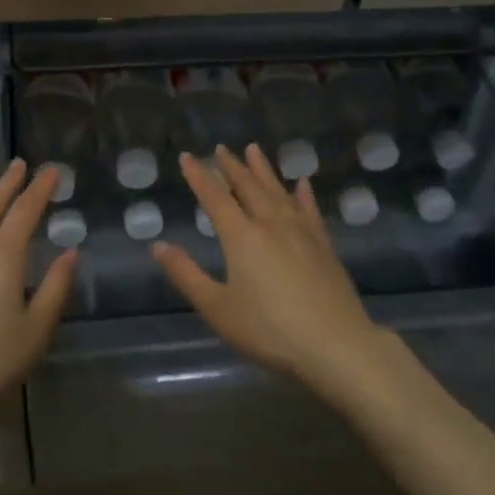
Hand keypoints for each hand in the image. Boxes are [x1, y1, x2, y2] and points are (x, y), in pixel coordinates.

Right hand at [153, 145, 379, 393]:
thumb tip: (158, 245)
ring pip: (278, 191)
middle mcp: (270, 224)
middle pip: (248, 187)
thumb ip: (186, 274)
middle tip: (221, 148)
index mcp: (241, 237)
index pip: (215, 197)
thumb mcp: (217, 308)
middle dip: (231, 167)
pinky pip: (310, 210)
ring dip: (263, 170)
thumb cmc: (269, 330)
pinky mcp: (324, 246)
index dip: (199, 176)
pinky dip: (303, 194)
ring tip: (254, 150)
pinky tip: (302, 183)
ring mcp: (301, 232)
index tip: (187, 157)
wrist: (336, 345)